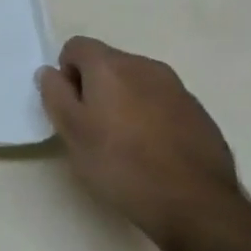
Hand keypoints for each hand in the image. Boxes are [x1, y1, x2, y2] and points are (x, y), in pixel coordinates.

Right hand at [36, 36, 245, 250]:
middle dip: (95, 87)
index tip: (71, 108)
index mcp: (111, 66)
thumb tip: (50, 72)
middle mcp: (146, 66)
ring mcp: (178, 88)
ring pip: (137, 83)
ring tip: (124, 143)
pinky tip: (153, 152)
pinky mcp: (199, 113)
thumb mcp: (71, 132)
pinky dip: (151, 117)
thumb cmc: (121, 164)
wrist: (195, 204)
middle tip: (93, 128)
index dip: (66, 73)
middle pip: (108, 63)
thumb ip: (55, 94)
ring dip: (124, 101)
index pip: (76, 46)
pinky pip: (162, 102)